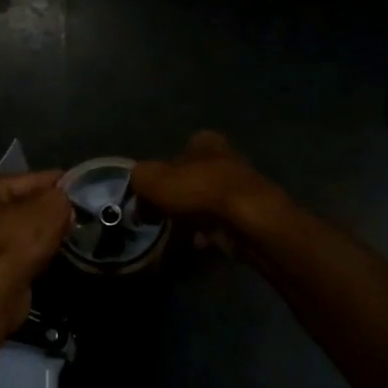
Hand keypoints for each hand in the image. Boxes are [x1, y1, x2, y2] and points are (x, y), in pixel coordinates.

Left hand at [0, 170, 74, 322]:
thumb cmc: (16, 240)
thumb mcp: (50, 207)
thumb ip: (61, 197)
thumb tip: (64, 204)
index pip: (28, 178)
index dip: (57, 183)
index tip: (80, 187)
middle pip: (20, 204)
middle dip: (46, 210)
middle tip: (75, 215)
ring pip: (18, 230)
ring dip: (39, 234)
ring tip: (68, 235)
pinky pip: (15, 253)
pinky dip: (32, 254)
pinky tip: (51, 256)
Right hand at [130, 132, 289, 251]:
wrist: (246, 219)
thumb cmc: (198, 190)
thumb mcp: (152, 179)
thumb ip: (139, 179)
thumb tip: (137, 192)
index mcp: (205, 142)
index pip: (179, 151)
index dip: (163, 172)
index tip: (152, 192)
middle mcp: (226, 159)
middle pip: (193, 179)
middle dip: (177, 197)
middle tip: (159, 216)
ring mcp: (240, 189)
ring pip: (206, 203)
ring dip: (191, 218)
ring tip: (175, 233)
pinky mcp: (249, 215)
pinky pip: (220, 224)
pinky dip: (208, 234)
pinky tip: (197, 244)